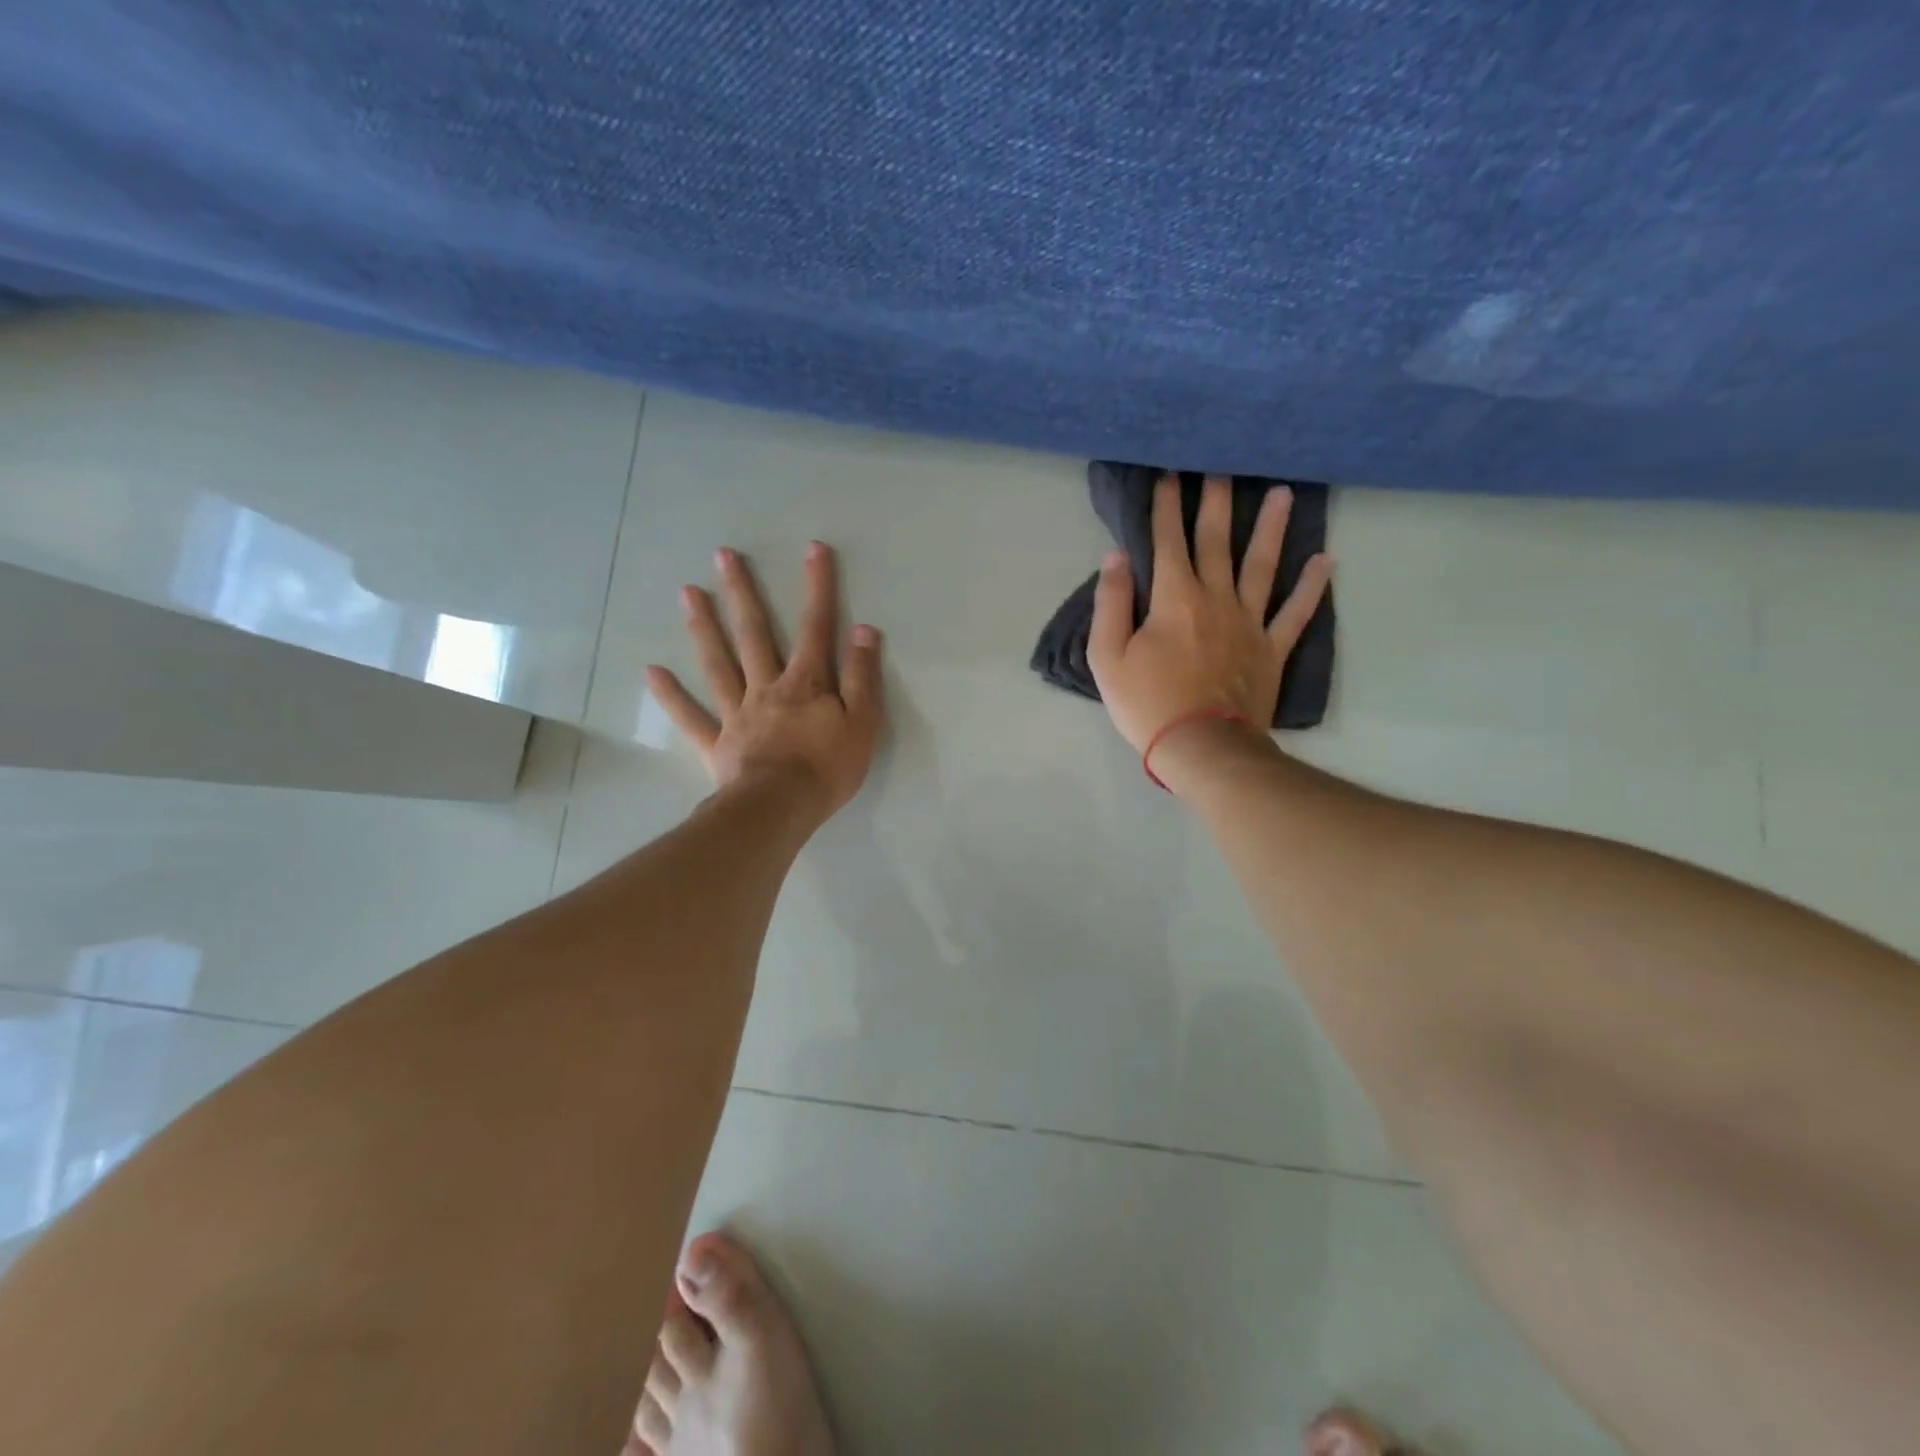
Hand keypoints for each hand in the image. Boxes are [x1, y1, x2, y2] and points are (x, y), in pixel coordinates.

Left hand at [646, 541, 883, 824]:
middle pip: (753, 633)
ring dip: (703, 627)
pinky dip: (671, 695)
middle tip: (723, 555)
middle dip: (742, 592)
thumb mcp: (863, 723)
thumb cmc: (828, 769)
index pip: (815, 627)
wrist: (780, 809)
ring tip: (686, 592)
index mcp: (806, 683)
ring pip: (718, 663)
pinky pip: (691, 716)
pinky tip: (652, 671)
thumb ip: (862, 676)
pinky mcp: (717, 742)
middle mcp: (767, 687)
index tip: (813, 549)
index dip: (818, 587)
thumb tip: (864, 630)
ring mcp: (737, 713)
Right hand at [1088, 473, 1330, 756]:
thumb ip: (1111, 603)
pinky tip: (1325, 560)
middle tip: (1223, 465)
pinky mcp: (1272, 649)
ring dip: (1272, 528)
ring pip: (1263, 565)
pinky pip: (1296, 612)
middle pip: (1216, 541)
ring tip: (1283, 492)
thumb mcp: (1107, 657)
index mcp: (1174, 598)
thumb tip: (1116, 557)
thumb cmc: (1147, 703)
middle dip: (1216, 501)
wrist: (1201, 747)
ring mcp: (1250, 623)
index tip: (1169, 473)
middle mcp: (1216, 598)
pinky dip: (1312, 587)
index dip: (1166, 505)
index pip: (1167, 541)